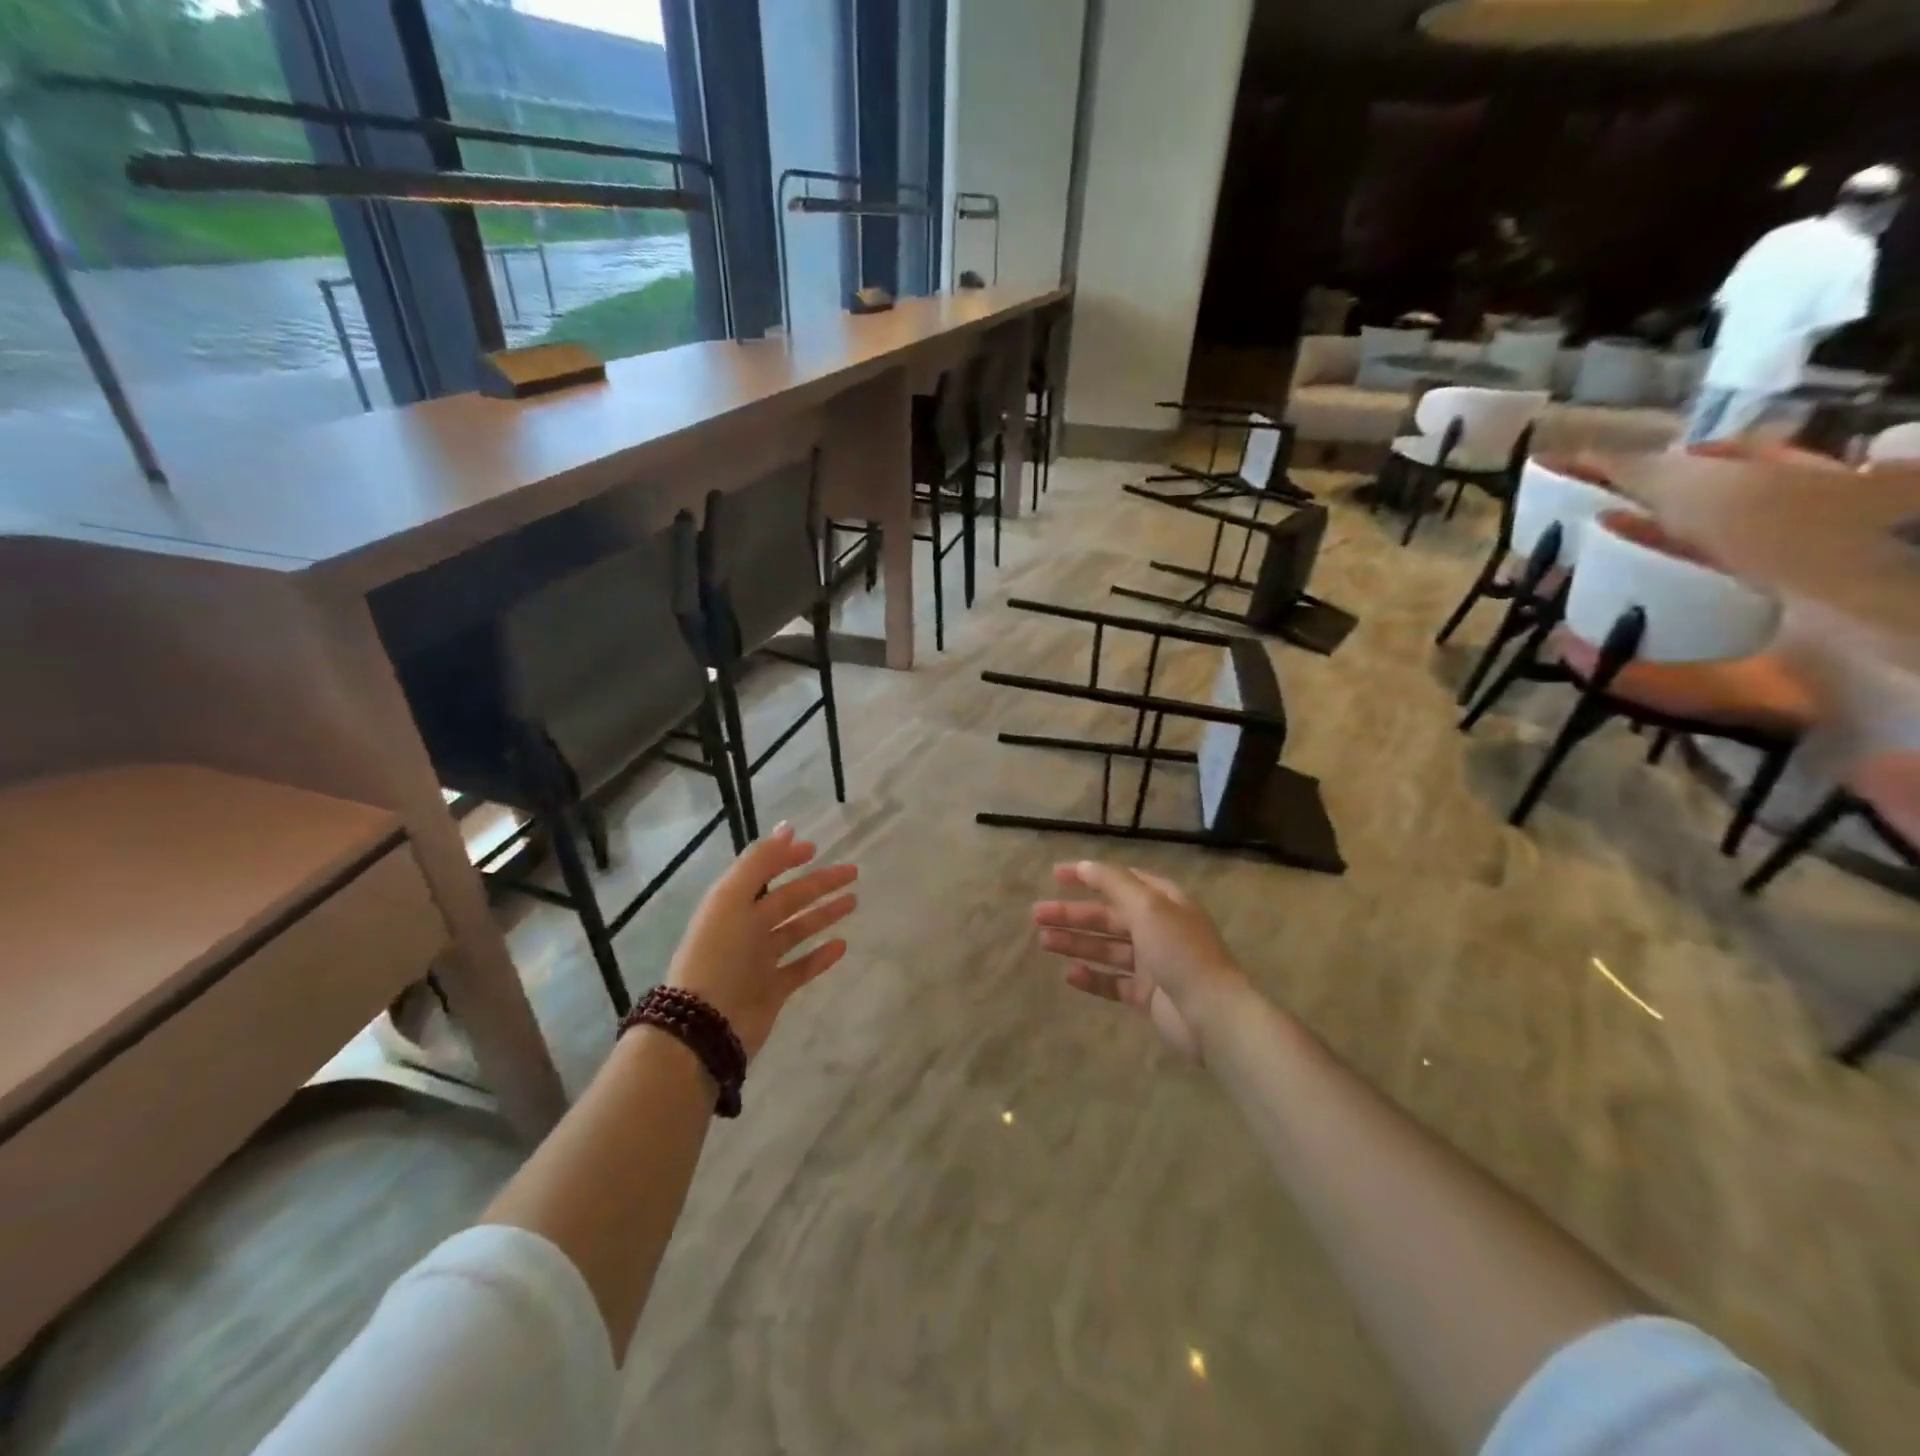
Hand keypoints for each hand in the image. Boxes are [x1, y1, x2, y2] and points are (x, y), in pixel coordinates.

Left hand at [666, 824, 857, 1059]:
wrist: (704, 1024)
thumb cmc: (717, 955)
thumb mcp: (732, 898)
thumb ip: (759, 862)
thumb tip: (788, 828)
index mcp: (733, 905)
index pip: (763, 873)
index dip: (786, 858)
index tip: (815, 848)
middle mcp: (746, 929)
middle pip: (788, 900)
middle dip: (818, 884)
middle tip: (852, 872)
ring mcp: (760, 961)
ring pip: (798, 930)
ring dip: (823, 914)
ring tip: (853, 902)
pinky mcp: (773, 990)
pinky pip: (801, 968)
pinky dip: (820, 956)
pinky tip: (842, 945)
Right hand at [1032, 861, 1247, 1060]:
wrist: (1212, 1015)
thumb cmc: (1180, 952)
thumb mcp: (1148, 907)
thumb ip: (1114, 883)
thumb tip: (1085, 865)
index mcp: (1164, 902)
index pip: (1120, 880)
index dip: (1089, 876)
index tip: (1056, 875)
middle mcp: (1158, 928)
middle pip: (1108, 915)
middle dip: (1073, 914)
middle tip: (1037, 915)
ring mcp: (1153, 963)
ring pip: (1106, 948)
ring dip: (1076, 942)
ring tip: (1043, 942)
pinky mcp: (1148, 995)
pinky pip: (1113, 982)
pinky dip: (1092, 977)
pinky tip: (1069, 974)